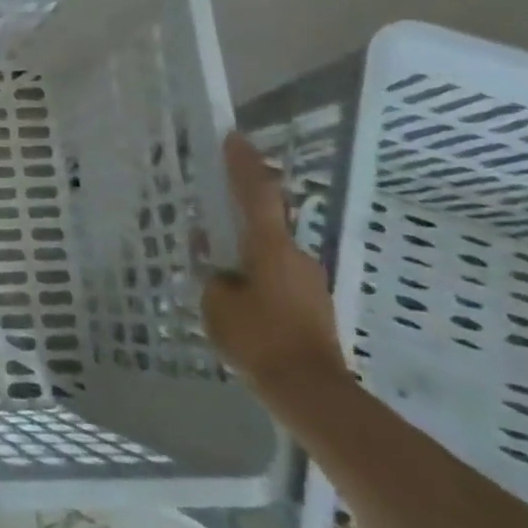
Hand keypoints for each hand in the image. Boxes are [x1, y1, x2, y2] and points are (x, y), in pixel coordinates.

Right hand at [202, 133, 346, 399]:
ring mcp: (309, 279)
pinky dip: (257, 274)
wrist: (310, 390)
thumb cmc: (257, 337)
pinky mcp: (313, 303)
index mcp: (269, 247)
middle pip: (266, 221)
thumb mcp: (216, 302)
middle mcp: (295, 254)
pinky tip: (240, 297)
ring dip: (247, 251)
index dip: (244, 164)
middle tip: (213, 216)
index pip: (256, 193)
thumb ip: (213, 273)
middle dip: (240, 215)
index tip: (234, 137)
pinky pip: (278, 275)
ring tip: (219, 269)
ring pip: (271, 252)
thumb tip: (215, 259)